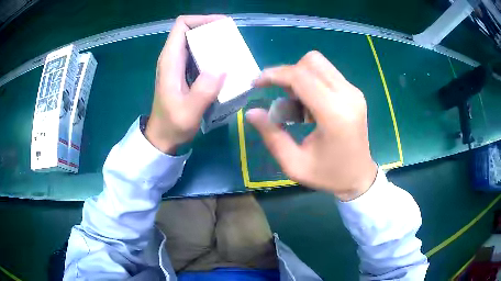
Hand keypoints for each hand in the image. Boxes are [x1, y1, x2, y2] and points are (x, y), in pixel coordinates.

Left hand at [146, 15, 225, 153]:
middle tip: (232, 39)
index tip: (222, 25)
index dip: (201, 19)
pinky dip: (211, 54)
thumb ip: (204, 90)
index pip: (182, 25)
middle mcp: (172, 58)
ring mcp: (177, 65)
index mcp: (170, 60)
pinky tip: (224, 64)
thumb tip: (222, 67)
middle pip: (190, 31)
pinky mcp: (183, 73)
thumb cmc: (172, 125)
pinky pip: (197, 55)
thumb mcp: (189, 111)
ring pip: (195, 42)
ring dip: (213, 42)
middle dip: (211, 30)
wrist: (163, 137)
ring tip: (232, 50)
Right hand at [246, 51, 377, 200]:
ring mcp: (354, 92)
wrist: (359, 176)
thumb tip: (251, 112)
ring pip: (319, 64)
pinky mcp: (355, 92)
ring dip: (300, 77)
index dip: (274, 75)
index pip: (301, 77)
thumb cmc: (327, 175)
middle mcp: (348, 96)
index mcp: (334, 115)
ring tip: (298, 106)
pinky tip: (311, 107)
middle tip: (283, 100)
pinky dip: (311, 82)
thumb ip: (272, 136)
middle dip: (288, 75)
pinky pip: (327, 73)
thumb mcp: (294, 164)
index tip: (256, 84)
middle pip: (311, 62)